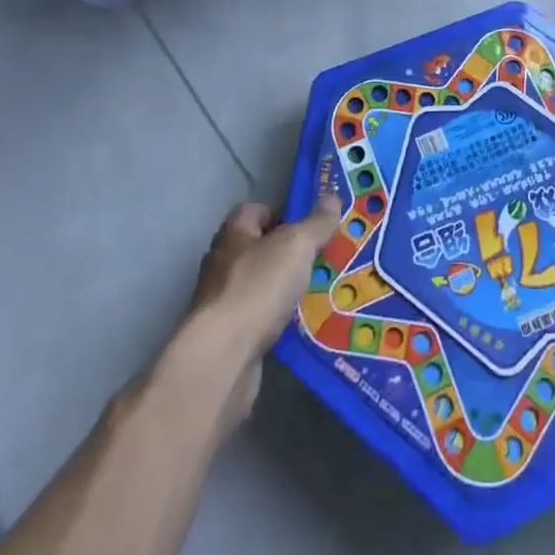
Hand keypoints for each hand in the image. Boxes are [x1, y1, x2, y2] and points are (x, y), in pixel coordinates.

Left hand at [183, 196, 341, 432]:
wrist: (223, 358)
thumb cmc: (258, 287)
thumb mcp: (296, 245)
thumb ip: (316, 223)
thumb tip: (331, 196)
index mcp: (234, 233)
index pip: (256, 210)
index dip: (283, 212)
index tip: (311, 223)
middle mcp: (223, 263)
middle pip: (260, 248)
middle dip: (289, 253)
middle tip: (323, 256)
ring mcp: (223, 302)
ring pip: (261, 285)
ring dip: (285, 288)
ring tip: (321, 290)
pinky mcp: (228, 337)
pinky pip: (260, 318)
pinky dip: (279, 319)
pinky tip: (303, 324)